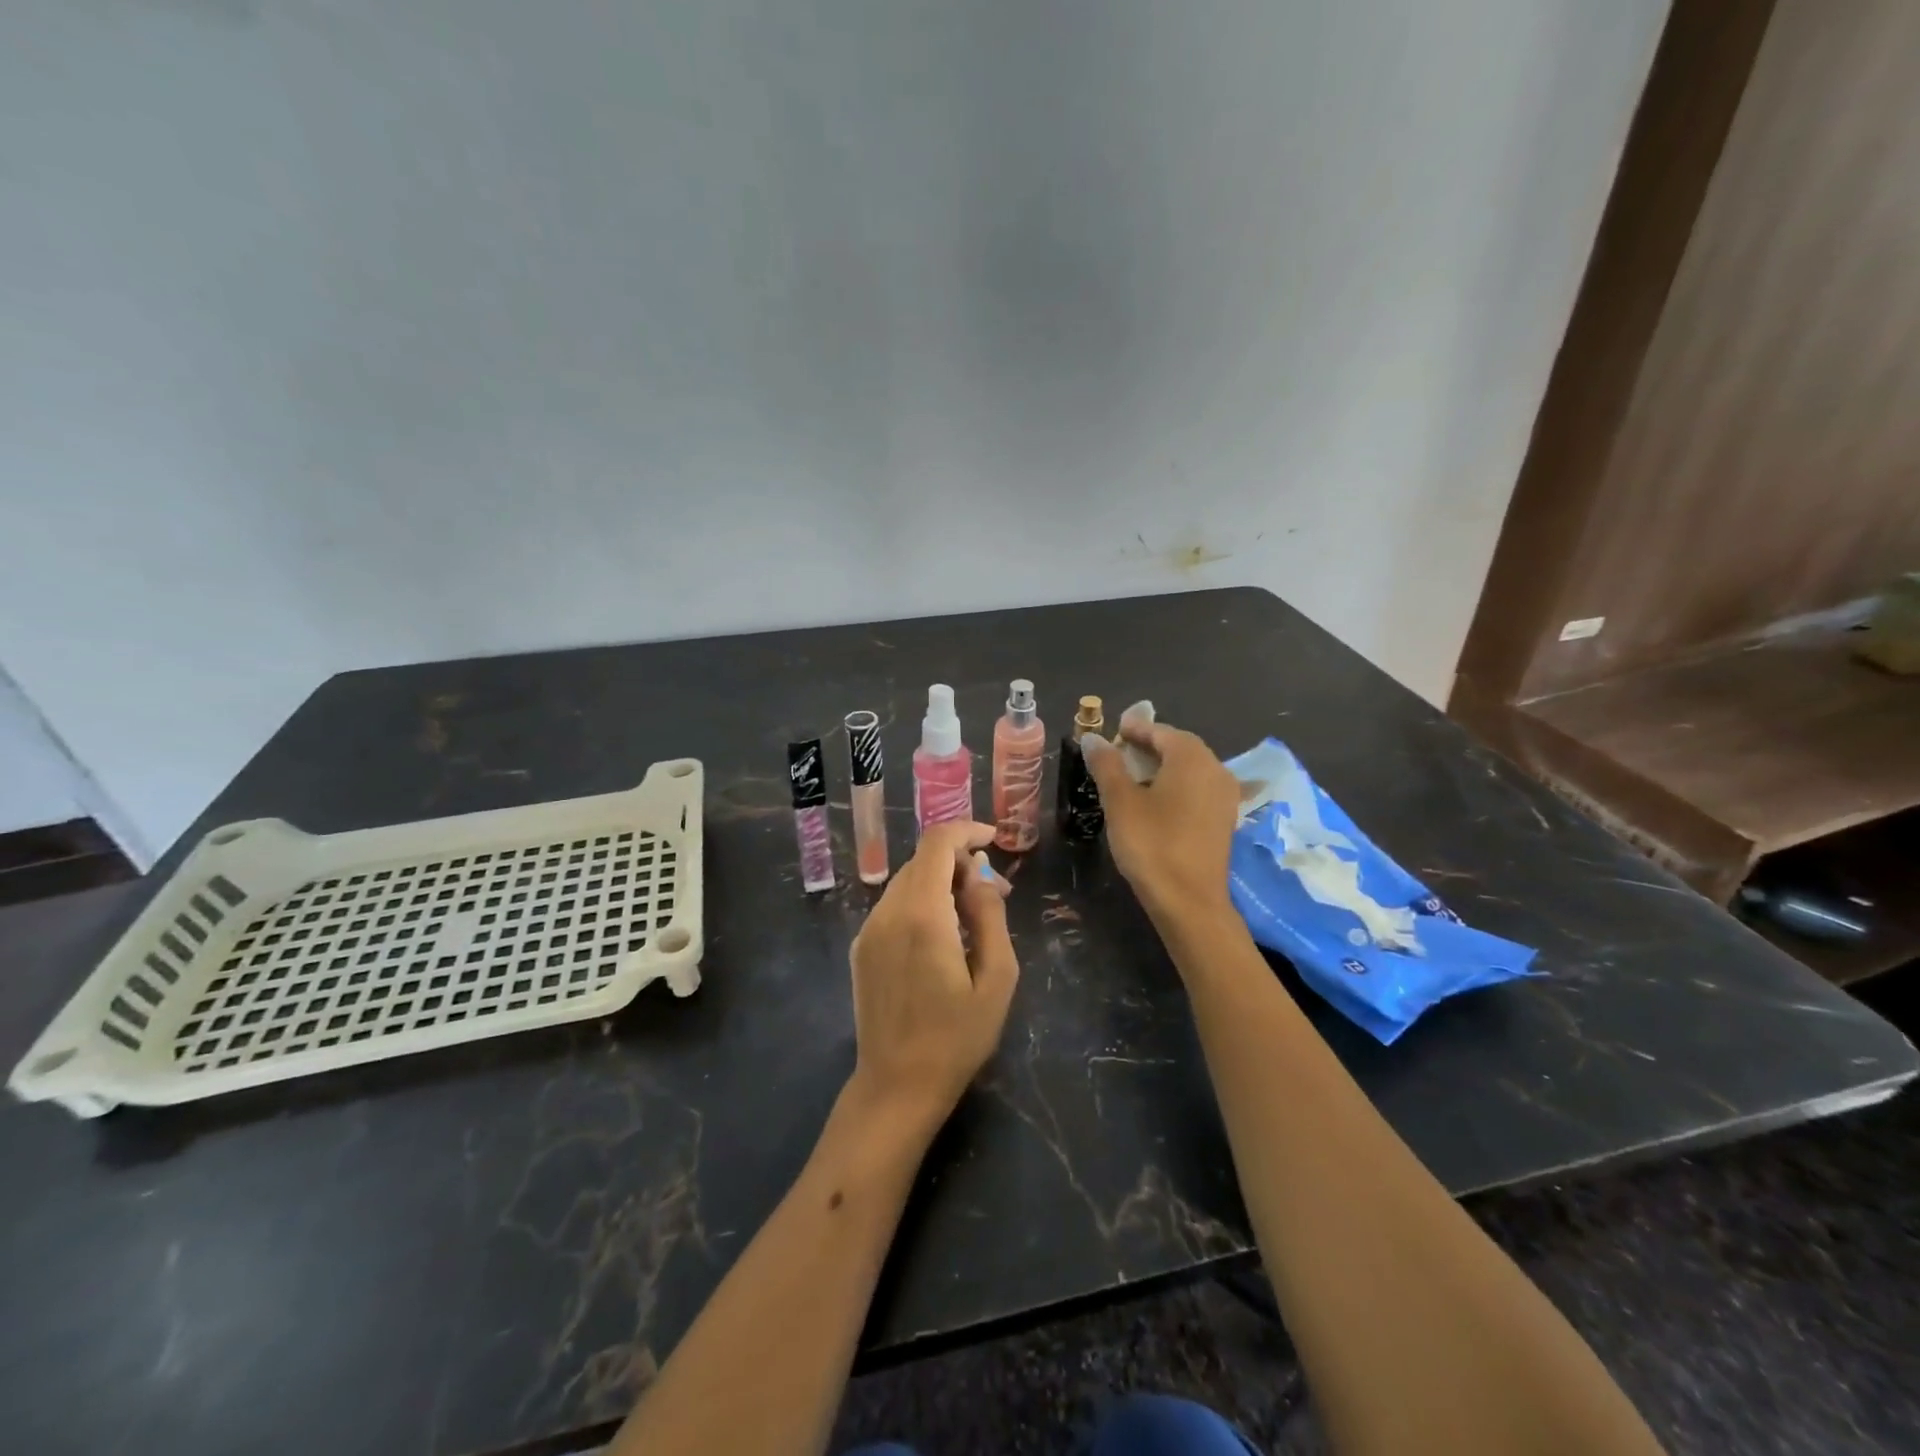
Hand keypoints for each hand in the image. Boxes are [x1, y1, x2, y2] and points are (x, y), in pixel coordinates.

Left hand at [847, 821, 1018, 1131]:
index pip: (937, 843)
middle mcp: (888, 912)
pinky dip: (921, 903)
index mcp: (923, 915)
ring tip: (972, 919)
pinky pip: (894, 906)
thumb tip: (980, 875)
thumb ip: (990, 916)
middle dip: (960, 863)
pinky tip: (941, 938)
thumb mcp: (997, 978)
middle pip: (923, 860)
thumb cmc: (957, 1037)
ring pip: (908, 881)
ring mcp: (868, 929)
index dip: (966, 830)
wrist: (896, 1086)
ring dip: (941, 883)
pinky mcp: (861, 947)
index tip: (994, 840)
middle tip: (994, 894)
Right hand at [1083, 715, 1240, 924]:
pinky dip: (1175, 786)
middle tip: (1117, 753)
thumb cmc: (1152, 844)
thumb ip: (1106, 764)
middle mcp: (1215, 768)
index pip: (1159, 731)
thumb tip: (1092, 738)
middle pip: (1178, 747)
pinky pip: (1197, 789)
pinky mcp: (1224, 819)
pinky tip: (1155, 801)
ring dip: (1161, 767)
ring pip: (1189, 769)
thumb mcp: (1120, 801)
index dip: (1134, 729)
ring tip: (1131, 777)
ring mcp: (1224, 795)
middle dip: (1148, 747)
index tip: (1112, 732)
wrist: (1189, 901)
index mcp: (1191, 757)